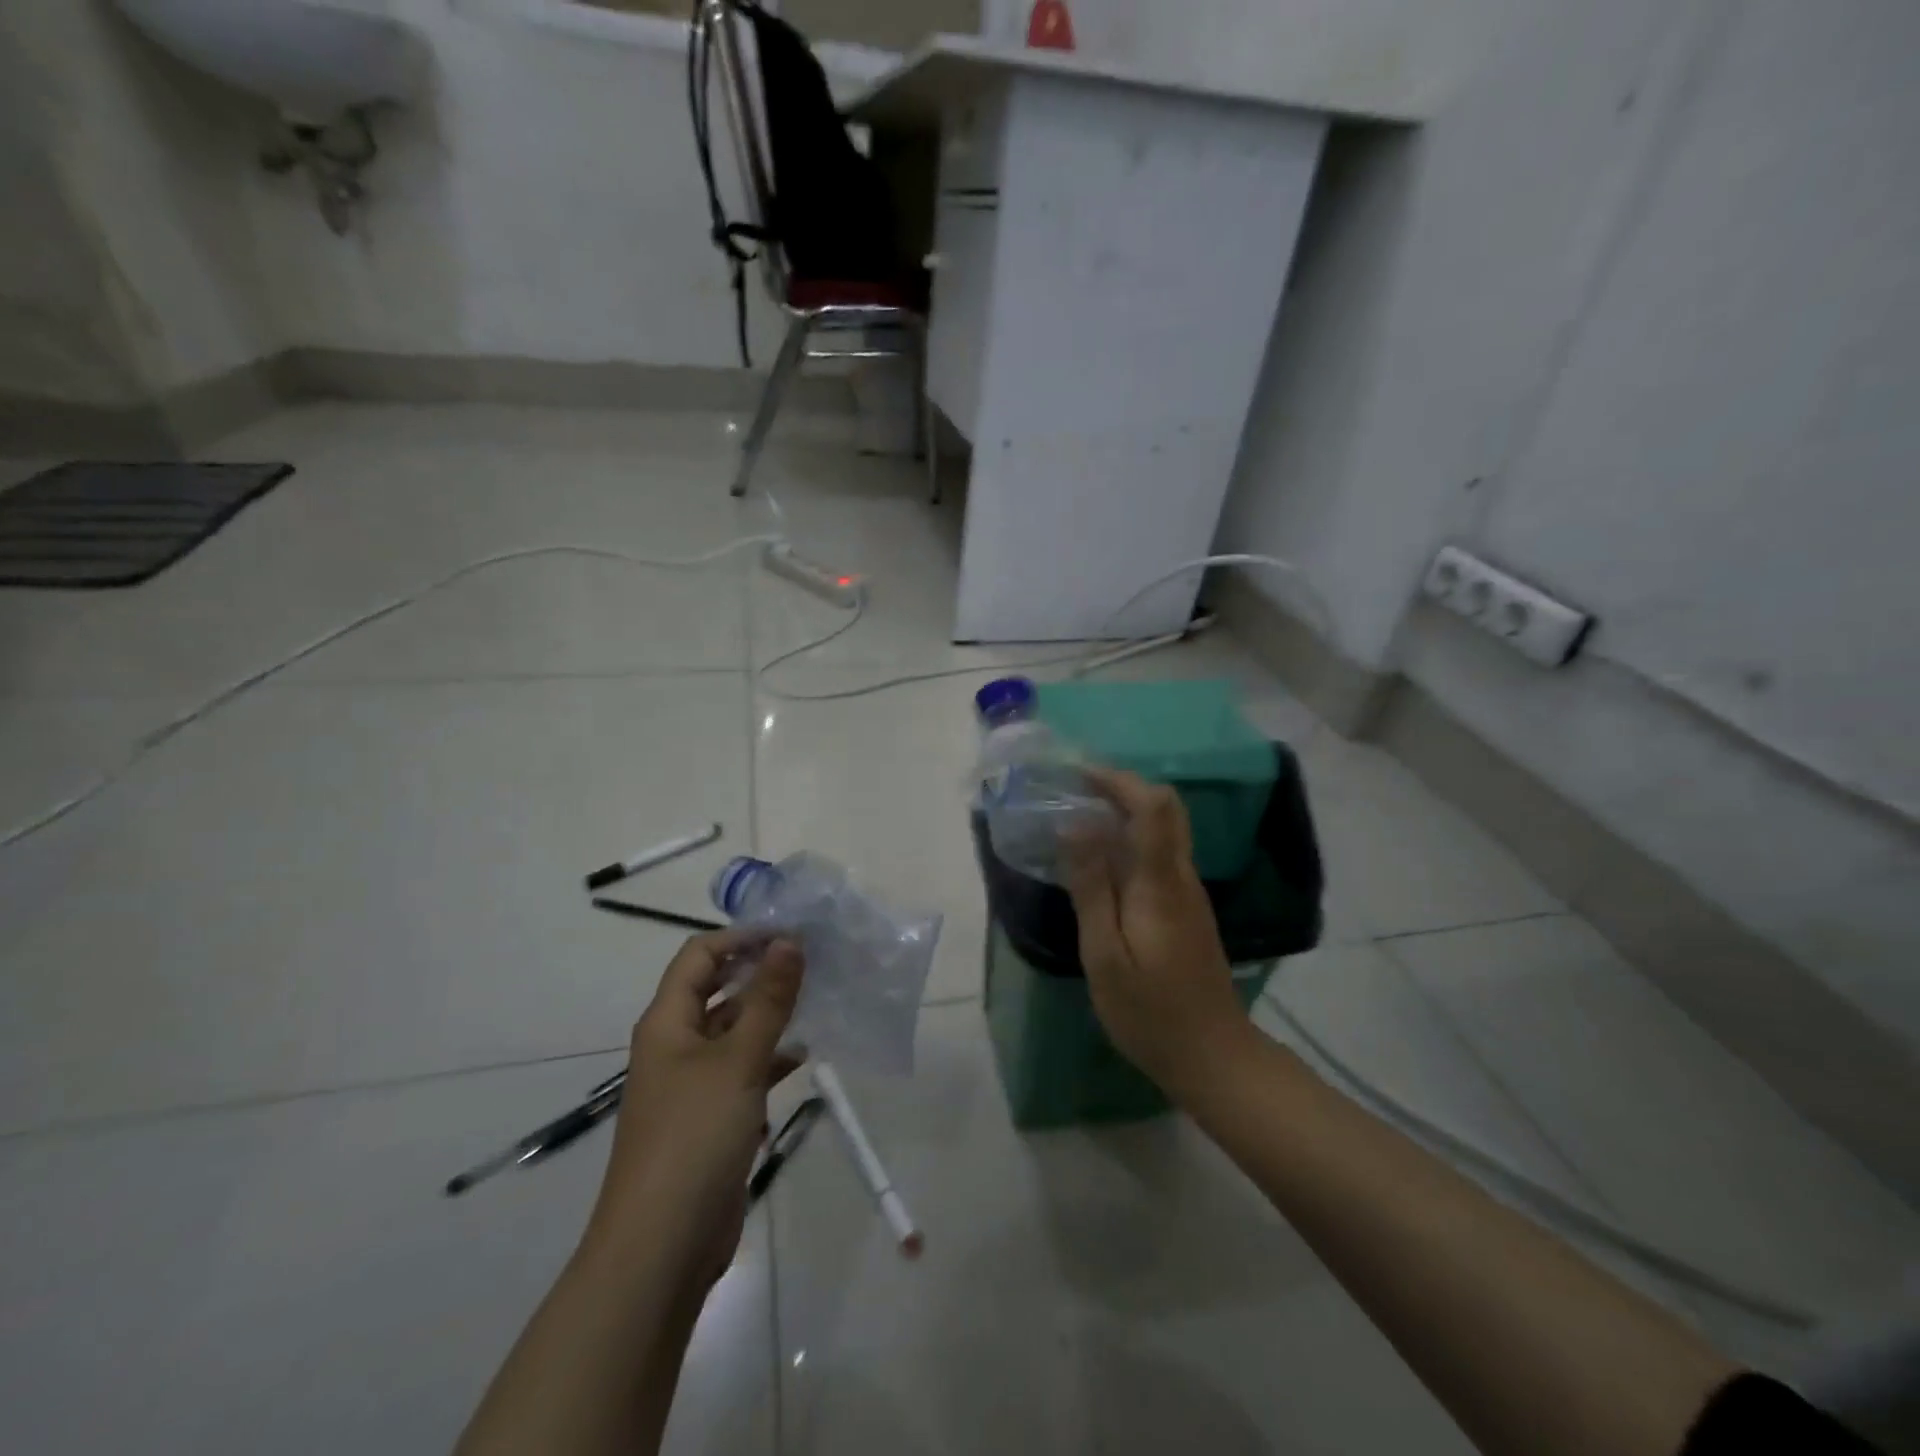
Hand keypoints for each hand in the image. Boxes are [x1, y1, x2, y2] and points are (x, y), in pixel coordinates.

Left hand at [582, 931, 804, 1292]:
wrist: (662, 1248)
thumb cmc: (694, 1138)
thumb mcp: (737, 1061)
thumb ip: (768, 1000)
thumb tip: (789, 941)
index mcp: (668, 1022)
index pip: (700, 955)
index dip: (742, 937)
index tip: (792, 934)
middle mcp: (676, 1045)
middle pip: (718, 990)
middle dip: (761, 972)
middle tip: (813, 960)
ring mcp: (694, 1083)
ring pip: (735, 1030)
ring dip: (770, 1014)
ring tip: (819, 998)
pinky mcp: (712, 1117)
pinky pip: (744, 1069)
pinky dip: (771, 1057)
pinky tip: (805, 1053)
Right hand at [1060, 768, 1248, 1094]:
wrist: (1212, 1056)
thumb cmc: (1150, 1011)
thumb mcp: (1104, 954)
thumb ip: (1091, 887)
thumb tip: (1075, 826)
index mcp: (1161, 882)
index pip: (1154, 806)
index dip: (1118, 779)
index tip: (1077, 775)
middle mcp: (1182, 877)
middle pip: (1166, 808)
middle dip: (1122, 787)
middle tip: (1075, 788)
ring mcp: (1189, 893)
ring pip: (1164, 830)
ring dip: (1125, 810)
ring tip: (1078, 816)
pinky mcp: (1186, 910)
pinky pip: (1160, 855)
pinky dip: (1130, 840)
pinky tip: (1100, 860)